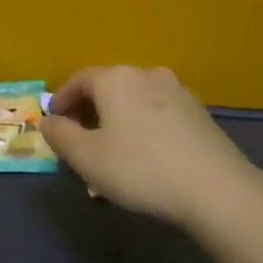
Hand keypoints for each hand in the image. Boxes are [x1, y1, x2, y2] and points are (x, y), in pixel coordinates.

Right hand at [40, 66, 262, 230]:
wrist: (215, 188)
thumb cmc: (139, 168)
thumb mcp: (86, 157)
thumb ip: (60, 135)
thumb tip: (47, 120)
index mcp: (116, 79)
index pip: (79, 80)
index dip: (61, 101)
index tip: (53, 124)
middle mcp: (147, 75)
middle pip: (108, 89)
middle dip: (89, 114)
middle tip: (79, 144)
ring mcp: (178, 92)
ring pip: (134, 103)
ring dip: (116, 123)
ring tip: (111, 156)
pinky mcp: (199, 114)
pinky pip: (157, 116)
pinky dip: (142, 129)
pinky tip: (144, 158)